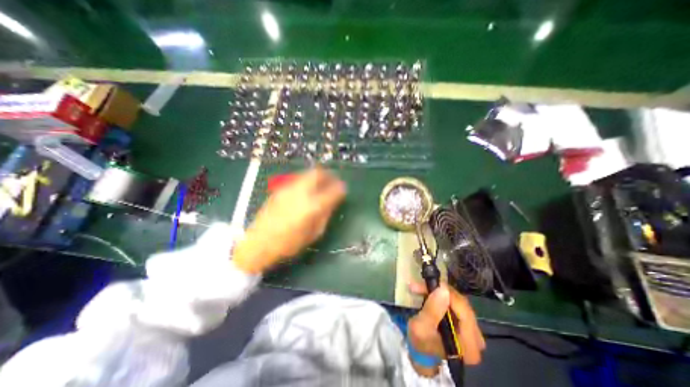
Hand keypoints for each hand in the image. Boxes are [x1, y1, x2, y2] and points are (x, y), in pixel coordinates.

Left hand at [235, 170, 347, 274]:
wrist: (258, 243)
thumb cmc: (289, 244)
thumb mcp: (313, 234)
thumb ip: (325, 216)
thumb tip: (332, 203)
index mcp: (312, 206)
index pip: (332, 191)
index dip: (341, 188)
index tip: (343, 189)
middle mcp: (301, 192)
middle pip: (318, 173)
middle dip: (329, 174)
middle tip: (333, 180)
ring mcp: (288, 189)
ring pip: (307, 174)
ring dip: (317, 176)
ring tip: (321, 183)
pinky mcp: (279, 190)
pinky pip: (298, 180)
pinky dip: (306, 181)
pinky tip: (307, 190)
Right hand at [405, 283, 481, 376]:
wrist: (421, 352)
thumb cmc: (421, 343)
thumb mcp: (421, 328)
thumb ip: (432, 310)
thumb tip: (443, 289)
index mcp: (469, 346)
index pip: (465, 313)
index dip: (450, 295)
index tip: (433, 284)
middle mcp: (477, 338)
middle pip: (462, 306)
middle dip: (441, 292)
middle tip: (422, 284)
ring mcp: (473, 331)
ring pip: (458, 302)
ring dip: (439, 292)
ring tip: (422, 287)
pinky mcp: (466, 323)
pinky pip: (456, 304)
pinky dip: (442, 296)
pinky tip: (430, 292)